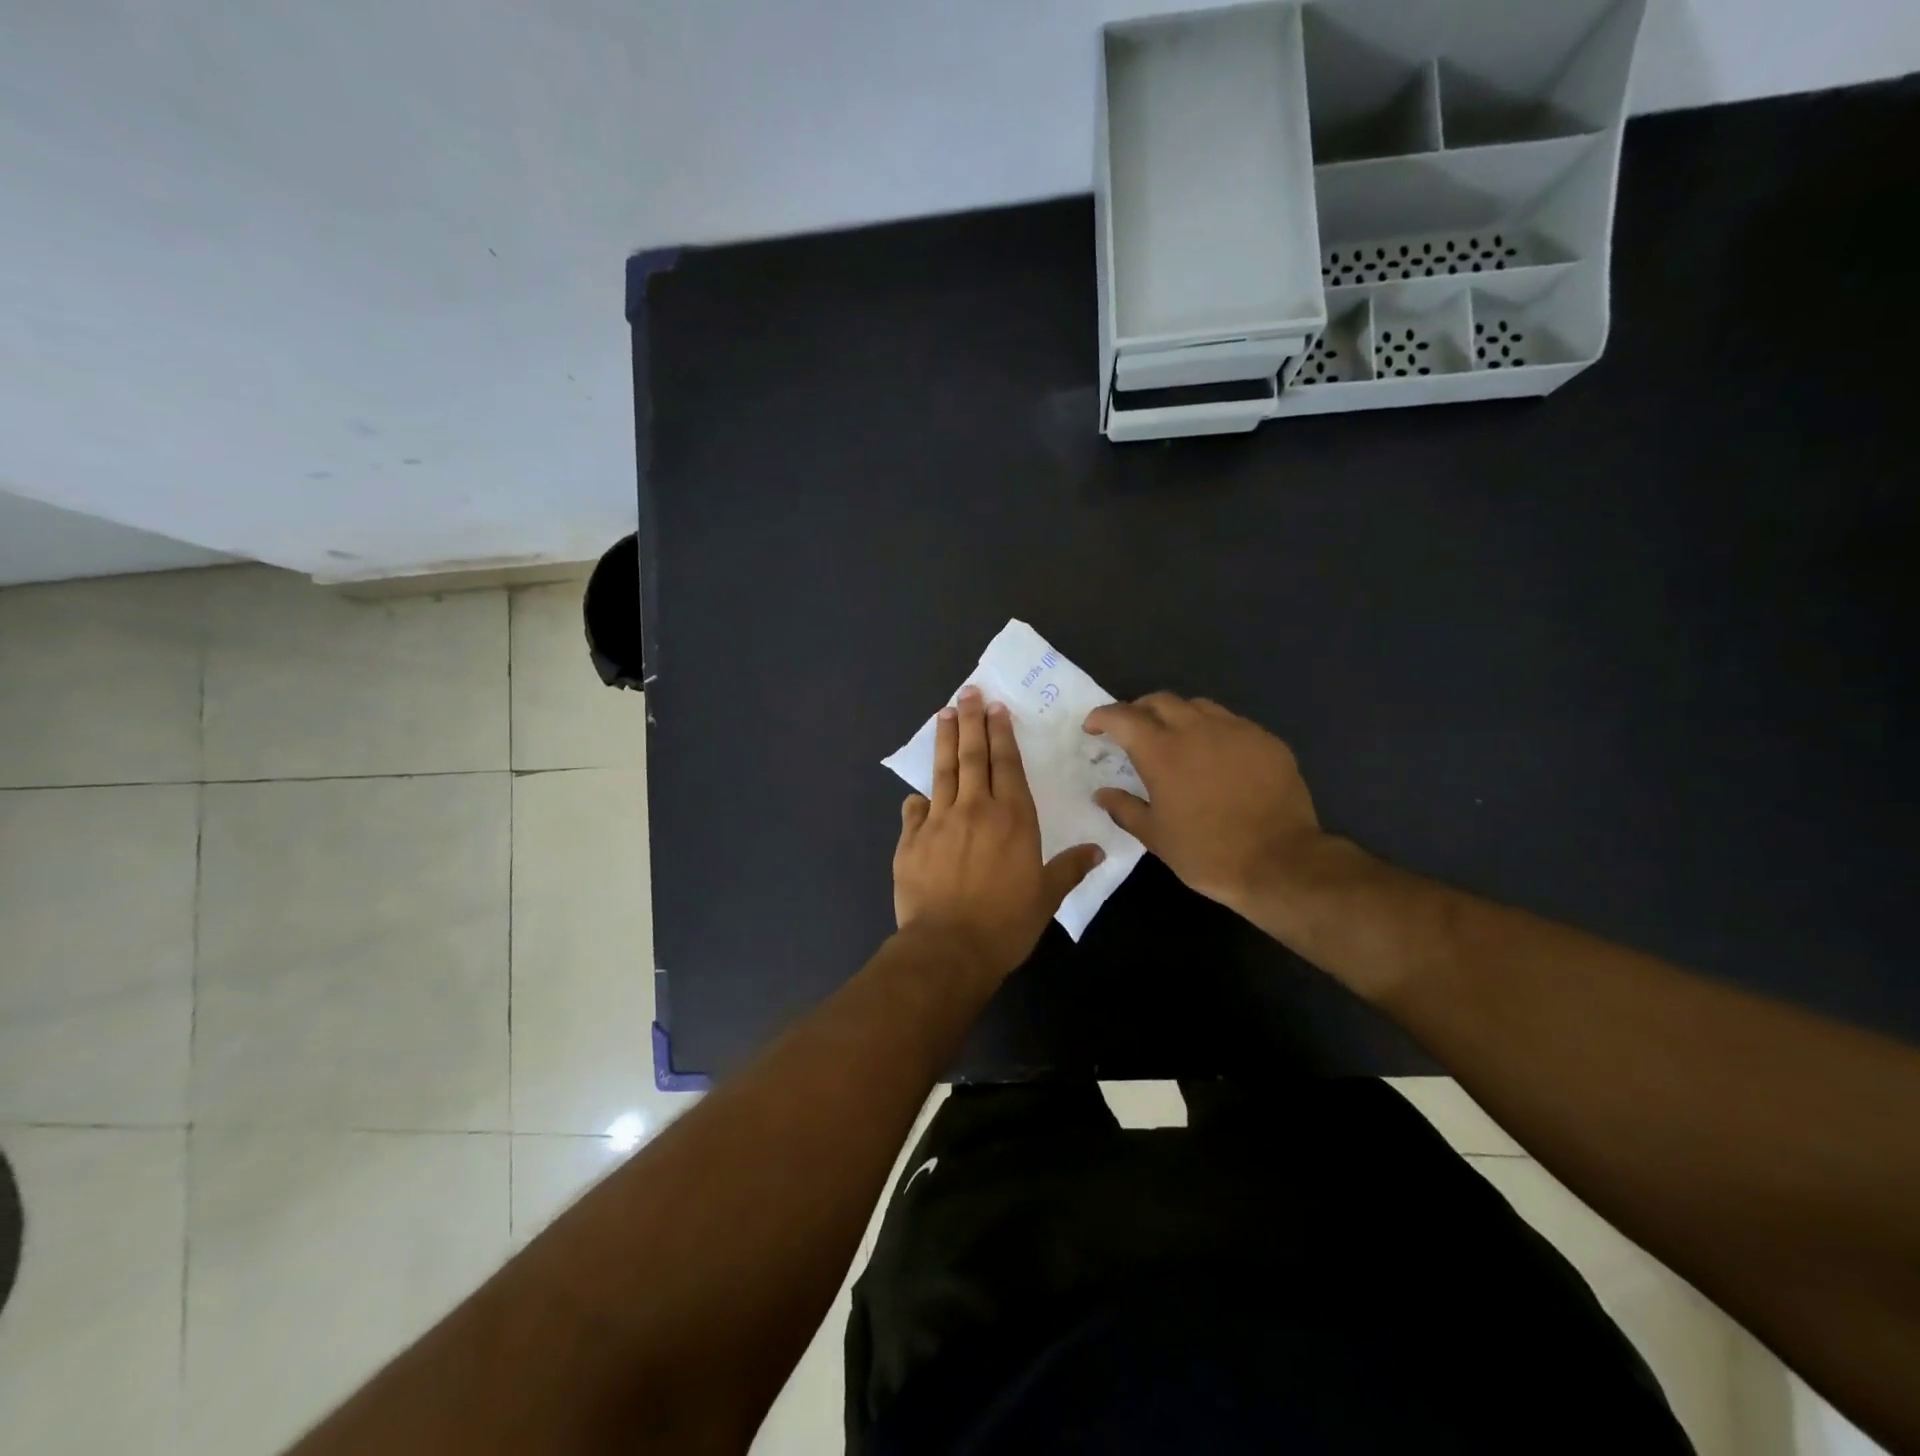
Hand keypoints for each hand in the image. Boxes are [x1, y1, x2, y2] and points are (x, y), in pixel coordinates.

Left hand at [894, 687, 1104, 980]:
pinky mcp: (910, 841)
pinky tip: (917, 794)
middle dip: (971, 722)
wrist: (948, 948)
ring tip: (944, 715)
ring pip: (942, 772)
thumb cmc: (1005, 923)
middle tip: (968, 693)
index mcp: (1012, 818)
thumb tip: (1097, 850)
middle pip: (972, 756)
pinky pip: (914, 812)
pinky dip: (918, 800)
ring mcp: (938, 822)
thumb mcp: (1046, 897)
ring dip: (944, 741)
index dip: (1001, 735)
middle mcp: (975, 809)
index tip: (996, 710)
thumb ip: (1069, 868)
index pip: (1006, 764)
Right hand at [1085, 693, 1323, 913]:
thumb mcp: (1155, 836)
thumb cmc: (1206, 852)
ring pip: (1198, 706)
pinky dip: (1213, 731)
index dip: (1103, 717)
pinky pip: (1232, 723)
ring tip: (1175, 737)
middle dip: (1139, 709)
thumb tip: (1102, 793)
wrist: (1279, 861)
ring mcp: (1236, 730)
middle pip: (1160, 701)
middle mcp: (1196, 729)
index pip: (1122, 717)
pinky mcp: (1266, 740)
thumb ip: (1124, 808)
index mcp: (1161, 750)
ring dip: (1178, 715)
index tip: (1093, 726)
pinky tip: (1216, 755)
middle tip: (1132, 729)